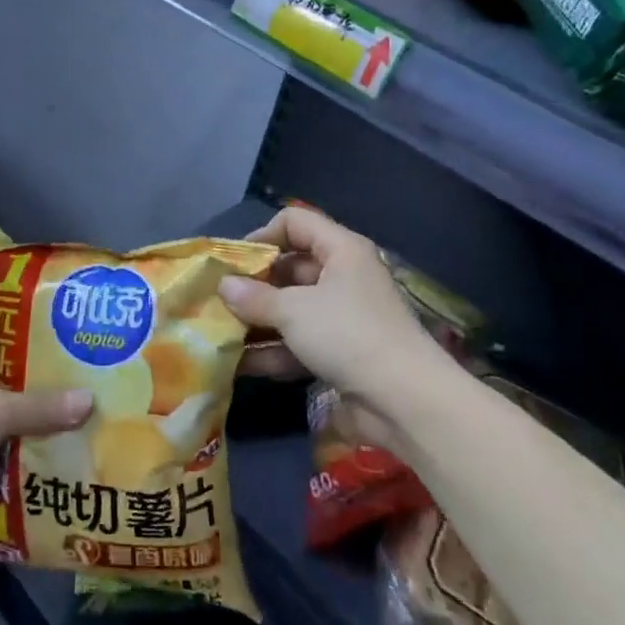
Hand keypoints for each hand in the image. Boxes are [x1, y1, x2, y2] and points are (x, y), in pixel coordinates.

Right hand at [218, 208, 442, 437]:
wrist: (405, 402)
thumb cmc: (348, 335)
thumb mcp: (294, 310)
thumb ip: (255, 297)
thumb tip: (224, 287)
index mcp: (341, 250)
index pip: (295, 222)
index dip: (263, 235)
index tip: (233, 261)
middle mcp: (343, 276)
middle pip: (291, 268)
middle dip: (254, 284)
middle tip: (219, 300)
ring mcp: (343, 317)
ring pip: (293, 309)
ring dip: (259, 321)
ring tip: (221, 333)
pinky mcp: (342, 353)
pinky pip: (300, 342)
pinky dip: (275, 351)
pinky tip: (241, 364)